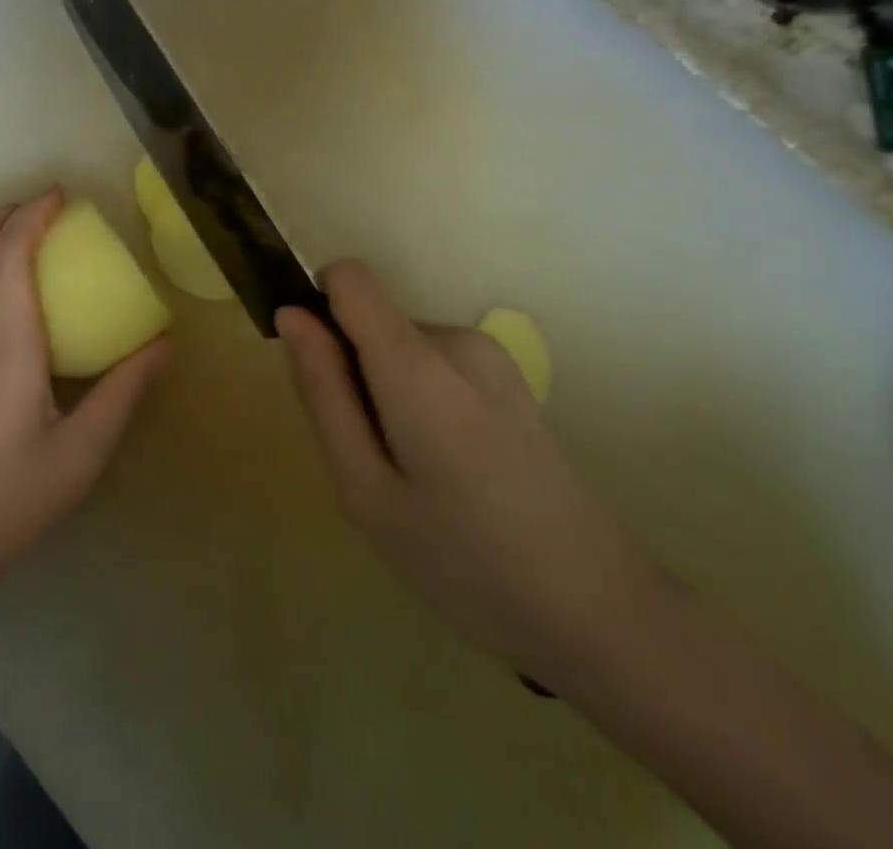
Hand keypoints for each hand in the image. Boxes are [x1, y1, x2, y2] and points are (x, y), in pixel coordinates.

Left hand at [0, 189, 169, 603]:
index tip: (60, 196)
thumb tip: (162, 343)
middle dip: (6, 212)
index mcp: (5, 343)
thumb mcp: (80, 455)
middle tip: (44, 212)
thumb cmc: (6, 501)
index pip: (11, 251)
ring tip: (22, 243)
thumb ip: (123, 392)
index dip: (33, 213)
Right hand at [278, 261, 670, 687]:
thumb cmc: (463, 562)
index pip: (348, 277)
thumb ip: (322, 391)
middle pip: (370, 320)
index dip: (318, 309)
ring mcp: (491, 356)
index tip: (318, 373)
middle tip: (369, 457)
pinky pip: (431, 362)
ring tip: (410, 471)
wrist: (601, 616)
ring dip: (384, 391)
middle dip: (351, 370)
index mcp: (418, 363)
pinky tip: (447, 469)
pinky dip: (417, 400)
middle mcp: (457, 339)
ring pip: (397, 345)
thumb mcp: (364, 489)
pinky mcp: (509, 376)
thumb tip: (290, 315)